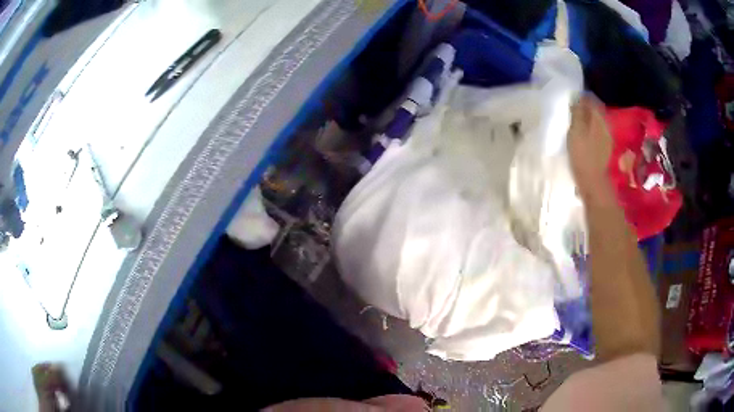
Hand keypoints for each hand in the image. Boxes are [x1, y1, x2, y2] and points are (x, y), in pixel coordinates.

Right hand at [567, 96, 613, 201]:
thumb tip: (577, 96)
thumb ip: (577, 112)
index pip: (592, 100)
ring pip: (597, 123)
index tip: (572, 98)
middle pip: (596, 111)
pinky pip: (597, 134)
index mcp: (599, 119)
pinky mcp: (605, 151)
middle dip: (586, 108)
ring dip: (588, 120)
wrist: (593, 183)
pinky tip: (584, 137)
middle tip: (573, 109)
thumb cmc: (582, 156)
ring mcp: (607, 139)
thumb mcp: (576, 131)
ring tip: (577, 123)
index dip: (582, 97)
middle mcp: (606, 126)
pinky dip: (591, 132)